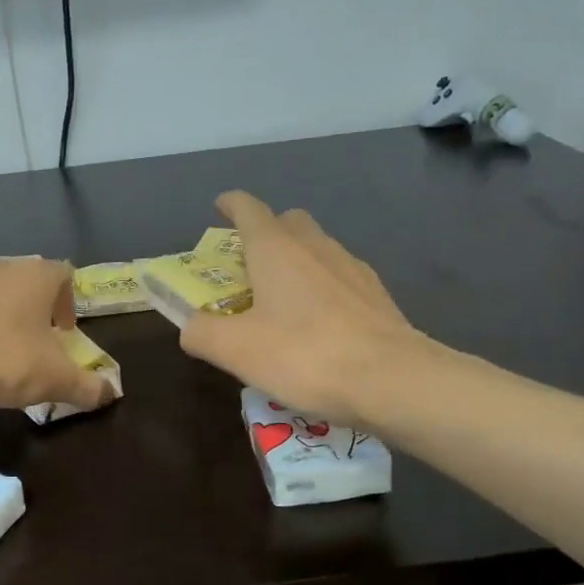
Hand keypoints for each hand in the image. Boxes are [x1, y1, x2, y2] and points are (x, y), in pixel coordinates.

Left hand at [0, 257, 118, 412]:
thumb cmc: (5, 360)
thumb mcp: (55, 381)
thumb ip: (87, 387)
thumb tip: (110, 394)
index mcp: (34, 277)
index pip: (62, 274)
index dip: (67, 301)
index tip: (64, 332)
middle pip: (22, 279)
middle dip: (29, 306)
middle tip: (31, 340)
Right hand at [179, 192, 436, 429]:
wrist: (392, 380)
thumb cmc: (304, 355)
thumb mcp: (235, 350)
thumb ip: (201, 332)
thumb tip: (191, 326)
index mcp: (276, 250)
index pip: (249, 209)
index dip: (231, 204)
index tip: (220, 206)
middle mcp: (315, 247)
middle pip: (288, 222)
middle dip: (266, 232)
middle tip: (248, 264)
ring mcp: (352, 268)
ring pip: (317, 248)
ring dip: (296, 261)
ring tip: (281, 299)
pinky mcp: (376, 296)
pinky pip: (340, 277)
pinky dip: (322, 287)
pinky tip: (319, 323)